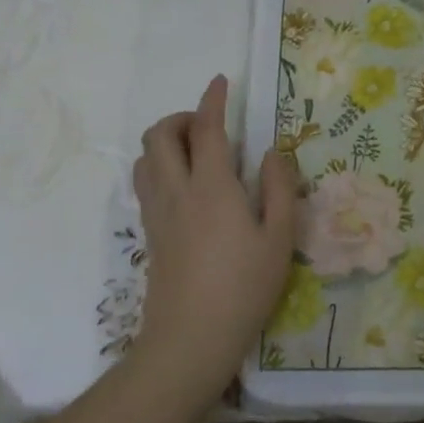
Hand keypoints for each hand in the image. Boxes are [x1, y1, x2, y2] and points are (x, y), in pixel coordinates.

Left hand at [130, 75, 297, 410]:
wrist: (189, 341)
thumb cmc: (243, 288)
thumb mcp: (278, 238)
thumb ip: (279, 188)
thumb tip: (274, 152)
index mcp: (212, 187)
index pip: (205, 129)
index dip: (212, 99)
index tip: (221, 81)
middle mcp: (177, 191)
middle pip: (159, 135)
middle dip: (180, 118)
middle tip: (209, 126)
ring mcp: (157, 213)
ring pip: (144, 158)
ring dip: (165, 142)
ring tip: (196, 153)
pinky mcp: (149, 234)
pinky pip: (145, 183)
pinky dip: (159, 166)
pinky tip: (187, 187)